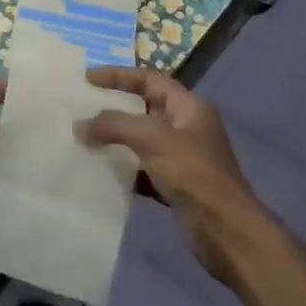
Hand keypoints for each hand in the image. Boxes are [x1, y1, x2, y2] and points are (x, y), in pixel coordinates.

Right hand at [76, 67, 267, 283]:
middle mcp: (187, 127)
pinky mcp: (176, 185)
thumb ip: (114, 125)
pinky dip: (124, 169)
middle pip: (145, 108)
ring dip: (116, 139)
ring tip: (85, 138)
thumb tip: (79, 125)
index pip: (149, 79)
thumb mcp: (152, 139)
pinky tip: (102, 172)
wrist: (225, 230)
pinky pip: (143, 169)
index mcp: (188, 107)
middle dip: (114, 106)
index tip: (87, 78)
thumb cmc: (193, 173)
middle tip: (83, 107)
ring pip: (142, 140)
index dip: (118, 75)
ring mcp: (182, 157)